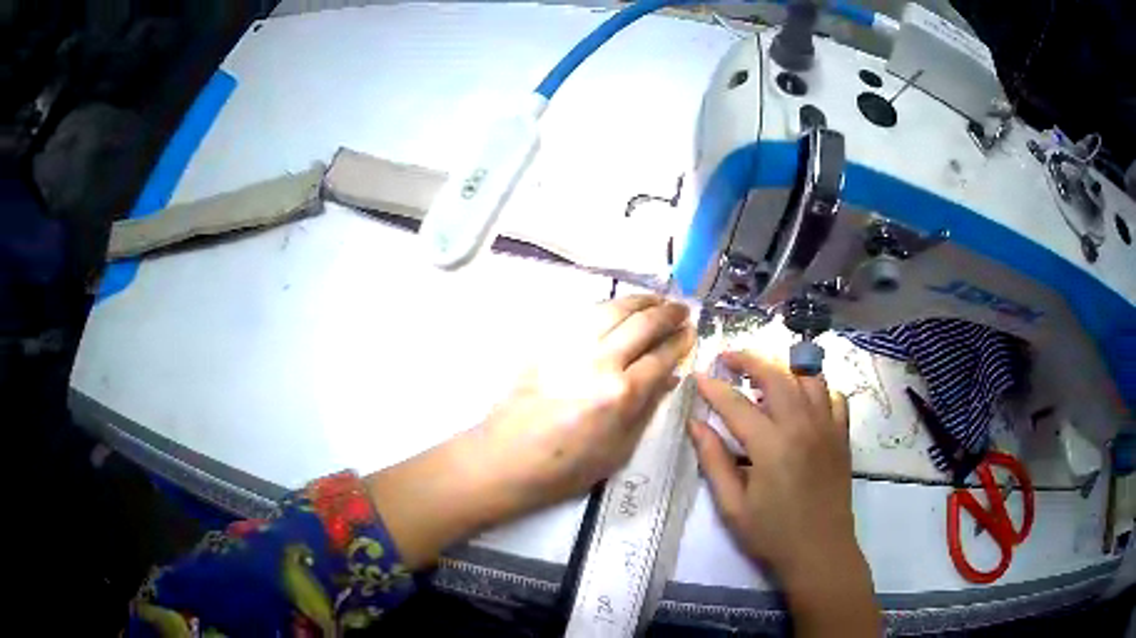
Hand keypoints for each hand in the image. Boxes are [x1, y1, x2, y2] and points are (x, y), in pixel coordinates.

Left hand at [367, 295, 694, 568]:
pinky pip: (584, 314)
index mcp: (621, 394)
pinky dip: (608, 306)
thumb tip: (669, 378)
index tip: (692, 332)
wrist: (506, 458)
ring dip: (639, 301)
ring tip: (656, 299)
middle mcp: (600, 362)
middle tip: (682, 309)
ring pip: (612, 310)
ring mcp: (571, 347)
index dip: (680, 342)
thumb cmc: (566, 467)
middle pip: (641, 325)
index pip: (661, 356)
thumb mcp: (618, 450)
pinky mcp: (548, 343)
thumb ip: (647, 409)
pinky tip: (617, 308)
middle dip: (667, 314)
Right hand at [690, 351, 853, 571]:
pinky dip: (817, 389)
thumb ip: (714, 461)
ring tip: (765, 376)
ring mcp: (827, 427)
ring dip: (784, 369)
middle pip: (776, 375)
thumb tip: (696, 424)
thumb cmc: (772, 534)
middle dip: (749, 360)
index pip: (737, 404)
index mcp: (771, 446)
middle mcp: (802, 426)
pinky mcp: (842, 436)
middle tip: (728, 358)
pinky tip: (804, 400)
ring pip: (809, 378)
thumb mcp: (733, 506)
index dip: (714, 387)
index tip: (698, 376)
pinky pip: (834, 397)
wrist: (820, 551)